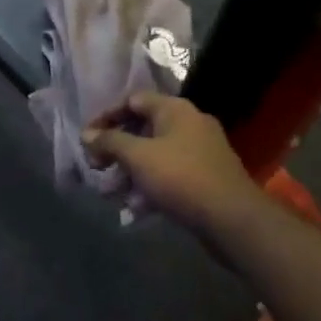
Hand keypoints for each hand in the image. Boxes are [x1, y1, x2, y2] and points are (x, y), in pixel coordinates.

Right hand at [83, 93, 262, 239]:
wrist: (233, 219)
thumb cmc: (181, 177)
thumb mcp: (138, 157)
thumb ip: (109, 142)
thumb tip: (86, 135)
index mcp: (175, 109)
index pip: (132, 100)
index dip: (106, 117)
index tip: (87, 138)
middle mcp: (190, 123)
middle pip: (142, 128)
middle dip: (116, 149)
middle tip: (97, 167)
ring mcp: (201, 151)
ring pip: (155, 155)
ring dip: (130, 171)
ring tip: (112, 192)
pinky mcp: (206, 177)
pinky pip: (170, 174)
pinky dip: (150, 186)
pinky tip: (136, 208)